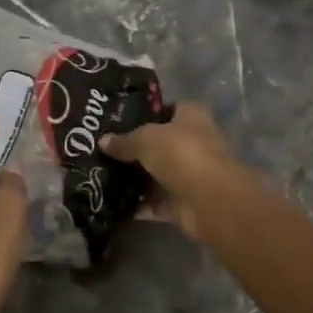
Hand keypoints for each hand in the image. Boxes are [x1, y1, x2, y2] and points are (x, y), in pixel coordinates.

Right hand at [101, 101, 251, 241]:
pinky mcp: (185, 203)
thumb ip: (124, 141)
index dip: (147, 112)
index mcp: (191, 117)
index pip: (169, 108)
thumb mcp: (145, 139)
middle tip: (106, 149)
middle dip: (137, 148)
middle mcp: (194, 143)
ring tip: (103, 175)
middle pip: (161, 143)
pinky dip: (140, 205)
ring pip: (158, 174)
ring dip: (137, 179)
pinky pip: (157, 203)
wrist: (209, 199)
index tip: (120, 118)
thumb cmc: (181, 153)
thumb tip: (102, 141)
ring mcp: (191, 175)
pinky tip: (114, 203)